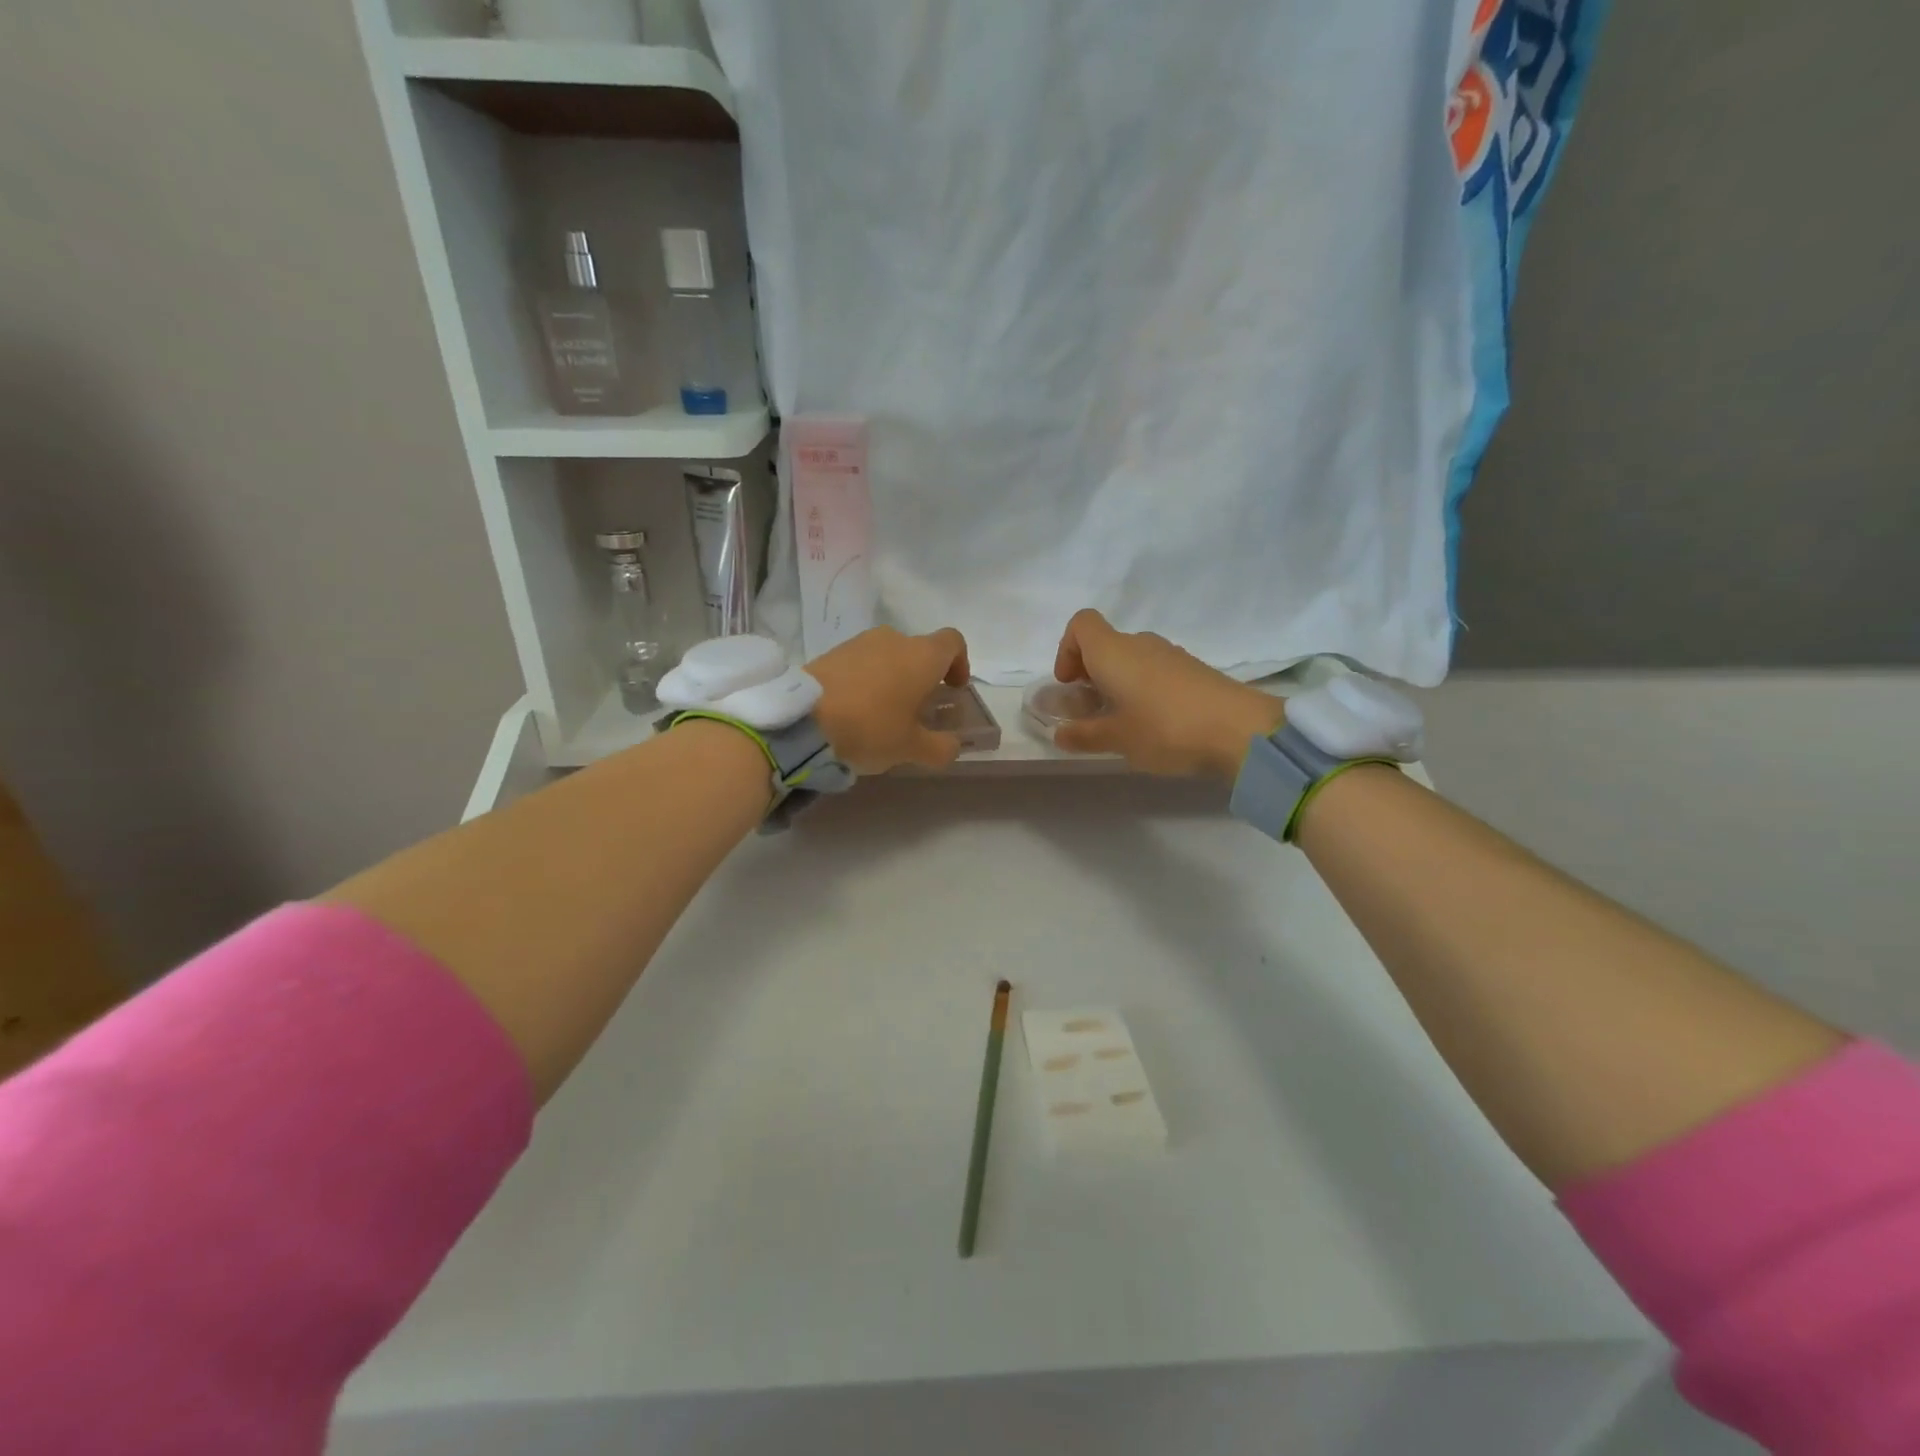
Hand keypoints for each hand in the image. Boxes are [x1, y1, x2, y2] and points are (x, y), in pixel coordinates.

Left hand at [809, 626, 971, 774]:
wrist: (802, 719)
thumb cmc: (870, 728)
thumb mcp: (912, 748)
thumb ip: (941, 747)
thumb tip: (953, 745)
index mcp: (922, 655)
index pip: (953, 642)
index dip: (959, 663)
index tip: (953, 689)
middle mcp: (894, 639)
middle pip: (919, 651)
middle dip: (923, 677)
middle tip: (917, 710)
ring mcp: (860, 642)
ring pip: (889, 655)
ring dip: (893, 678)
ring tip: (883, 713)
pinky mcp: (832, 652)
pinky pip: (861, 662)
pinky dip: (867, 680)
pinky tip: (855, 709)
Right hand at [1051, 609, 1284, 777]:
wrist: (1240, 730)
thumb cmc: (1165, 728)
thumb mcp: (1117, 739)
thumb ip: (1083, 735)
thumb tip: (1060, 734)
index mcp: (1113, 652)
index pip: (1081, 624)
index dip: (1067, 649)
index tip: (1069, 683)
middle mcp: (1140, 644)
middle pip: (1105, 644)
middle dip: (1090, 672)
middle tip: (1090, 709)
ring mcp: (1170, 654)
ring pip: (1131, 659)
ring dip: (1117, 682)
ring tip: (1121, 721)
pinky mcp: (1193, 670)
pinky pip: (1154, 670)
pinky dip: (1142, 688)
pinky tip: (1153, 722)